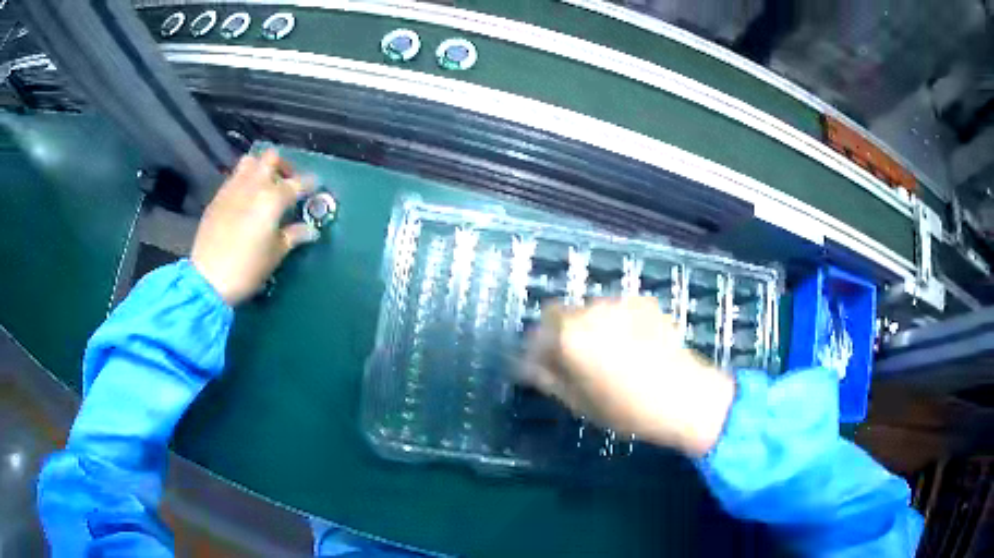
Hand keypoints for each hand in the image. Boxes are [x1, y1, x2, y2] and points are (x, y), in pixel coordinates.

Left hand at [191, 150, 318, 305]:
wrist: (207, 279)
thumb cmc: (247, 269)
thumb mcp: (275, 255)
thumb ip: (293, 236)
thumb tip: (310, 230)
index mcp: (273, 199)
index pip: (298, 183)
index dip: (310, 183)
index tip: (315, 186)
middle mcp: (253, 186)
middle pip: (271, 158)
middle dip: (283, 166)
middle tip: (286, 183)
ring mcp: (232, 189)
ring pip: (250, 162)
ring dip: (260, 169)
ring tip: (263, 187)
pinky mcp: (217, 198)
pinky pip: (234, 178)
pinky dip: (243, 182)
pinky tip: (244, 201)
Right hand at [521, 297, 735, 456]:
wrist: (684, 396)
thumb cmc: (626, 408)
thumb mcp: (578, 402)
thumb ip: (548, 378)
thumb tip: (530, 366)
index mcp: (569, 335)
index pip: (538, 329)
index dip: (538, 347)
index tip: (543, 366)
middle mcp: (591, 310)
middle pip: (564, 316)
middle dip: (564, 336)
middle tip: (575, 364)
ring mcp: (620, 303)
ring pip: (592, 312)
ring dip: (591, 329)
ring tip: (608, 357)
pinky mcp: (644, 303)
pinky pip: (618, 312)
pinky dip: (616, 325)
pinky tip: (632, 347)